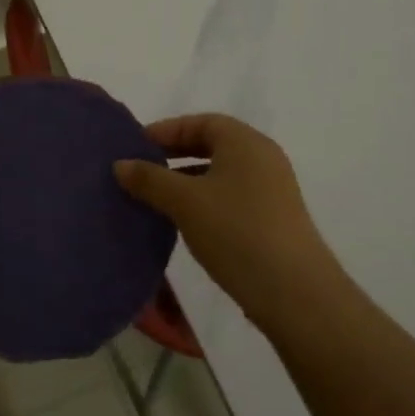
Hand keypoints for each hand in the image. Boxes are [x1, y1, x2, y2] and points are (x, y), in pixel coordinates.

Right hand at [114, 114, 340, 331]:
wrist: (294, 293)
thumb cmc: (236, 231)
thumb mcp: (184, 201)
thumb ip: (149, 179)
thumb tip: (119, 165)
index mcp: (245, 142)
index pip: (200, 122)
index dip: (166, 130)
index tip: (135, 147)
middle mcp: (262, 158)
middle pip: (211, 145)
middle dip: (174, 155)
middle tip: (141, 170)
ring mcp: (272, 190)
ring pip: (220, 173)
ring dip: (187, 180)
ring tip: (155, 198)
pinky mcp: (273, 219)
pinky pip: (231, 196)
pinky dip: (204, 200)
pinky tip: (184, 222)